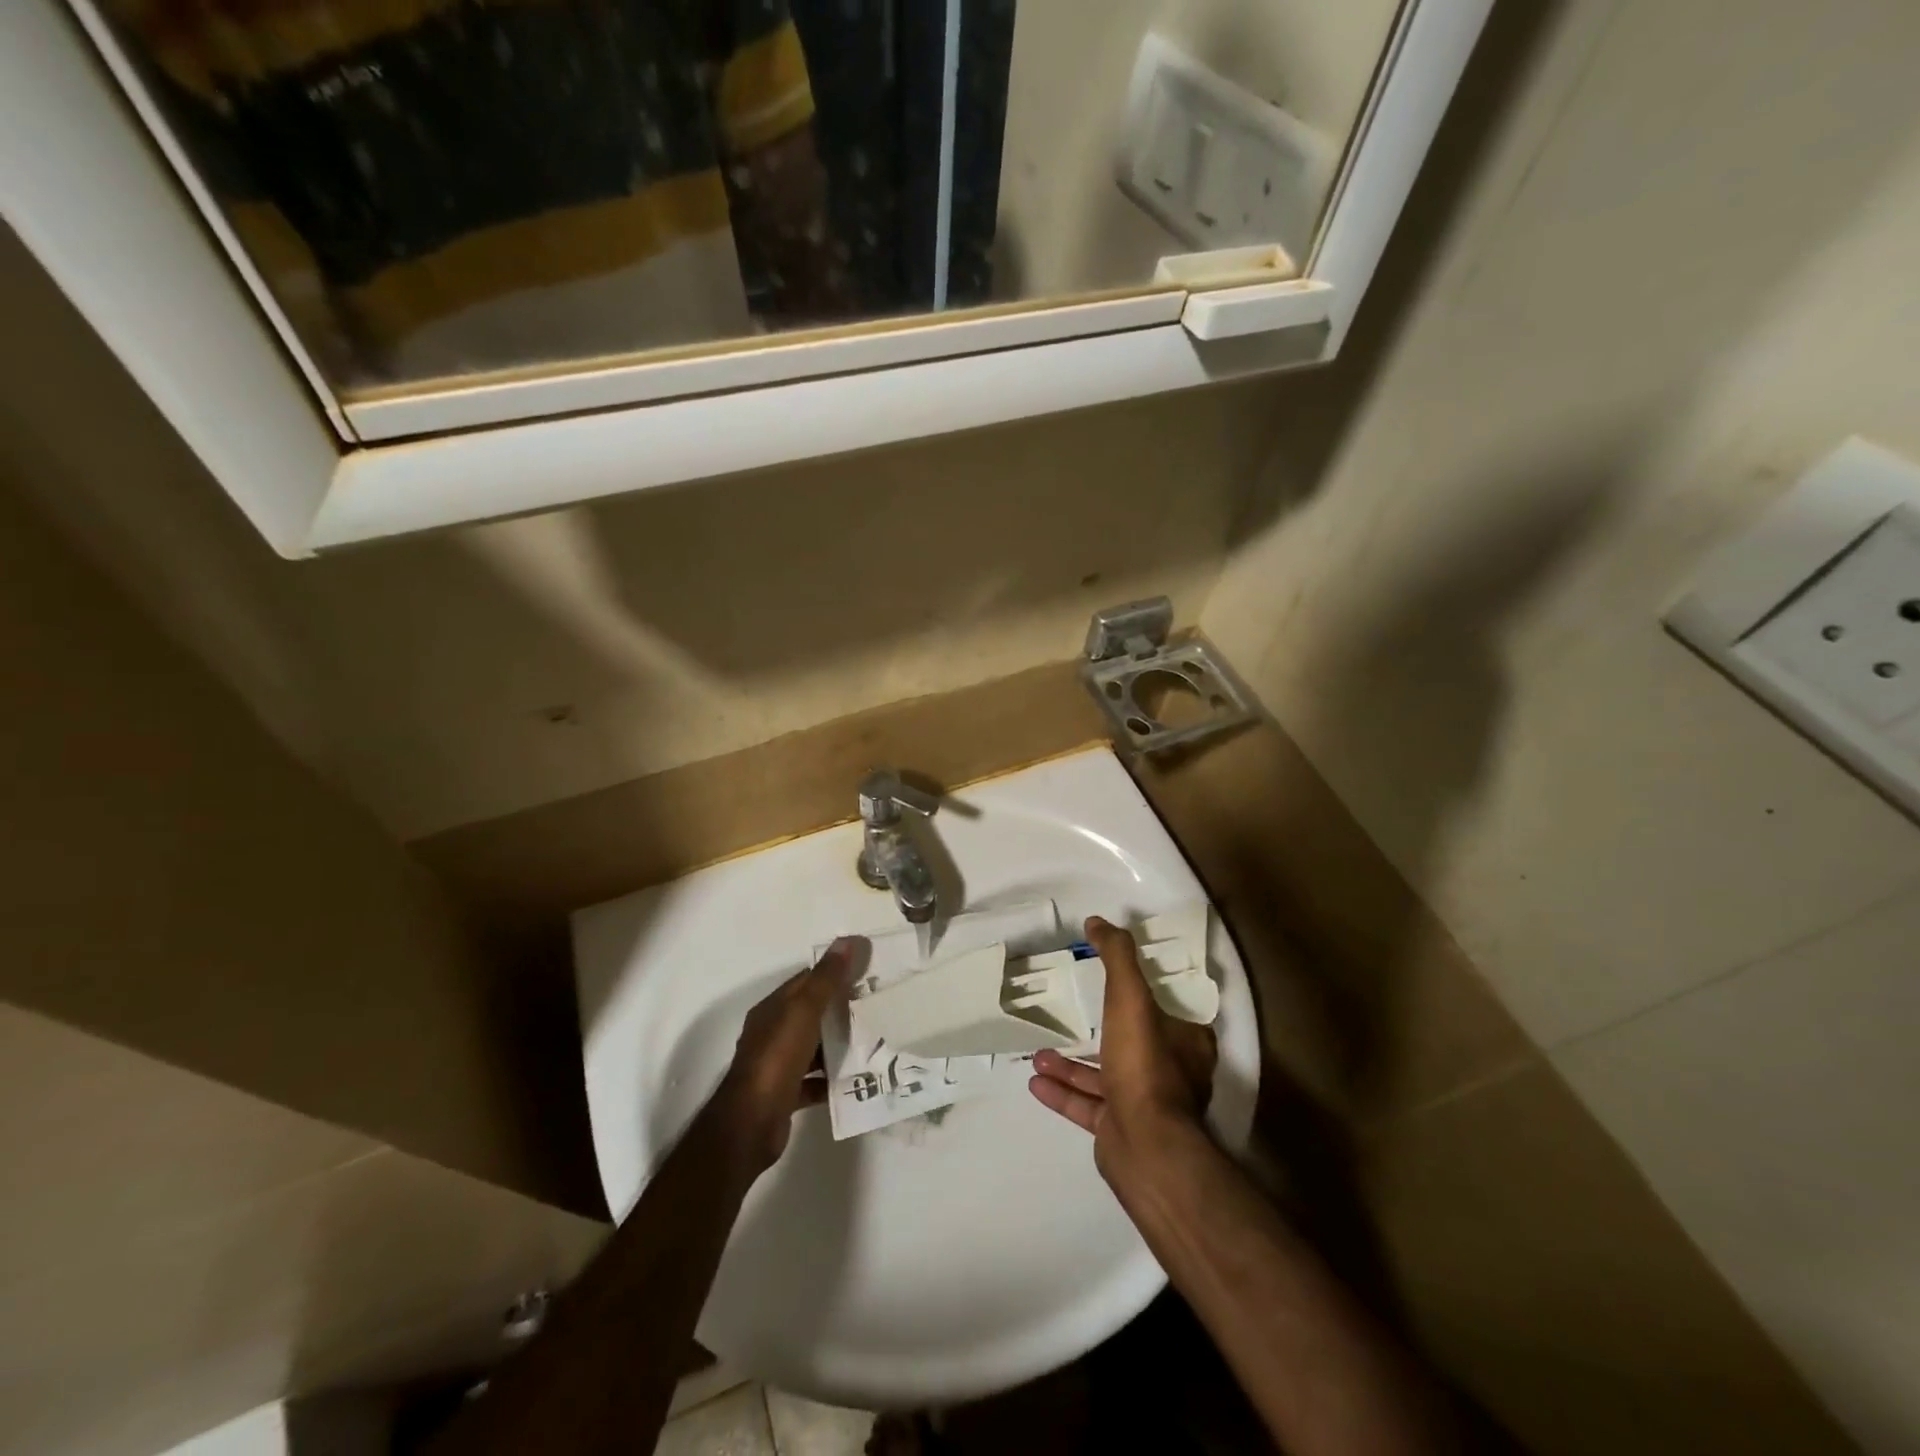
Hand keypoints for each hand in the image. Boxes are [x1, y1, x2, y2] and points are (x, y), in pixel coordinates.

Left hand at [709, 937, 861, 1175]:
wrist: (750, 1124)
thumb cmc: (776, 1059)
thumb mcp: (803, 1012)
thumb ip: (826, 979)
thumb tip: (848, 941)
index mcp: (773, 1009)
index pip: (806, 981)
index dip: (834, 973)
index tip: (866, 971)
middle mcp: (772, 1033)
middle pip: (811, 1014)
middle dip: (841, 1008)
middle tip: (877, 1005)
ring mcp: (778, 1065)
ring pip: (814, 1047)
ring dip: (838, 1044)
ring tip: (872, 1040)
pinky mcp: (786, 1094)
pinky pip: (814, 1080)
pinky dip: (832, 1078)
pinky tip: (856, 1078)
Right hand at [1028, 917, 1216, 1189]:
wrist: (1146, 1147)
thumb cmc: (1145, 1064)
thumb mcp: (1130, 997)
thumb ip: (1117, 957)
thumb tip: (1098, 921)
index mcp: (1185, 1040)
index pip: (1168, 1009)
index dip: (1143, 992)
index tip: (1114, 981)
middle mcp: (1171, 1072)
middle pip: (1132, 1042)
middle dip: (1096, 1030)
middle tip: (1069, 1015)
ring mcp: (1145, 1105)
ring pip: (1104, 1076)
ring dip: (1071, 1064)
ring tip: (1038, 1053)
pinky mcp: (1121, 1131)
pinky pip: (1088, 1106)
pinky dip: (1062, 1092)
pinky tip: (1035, 1080)